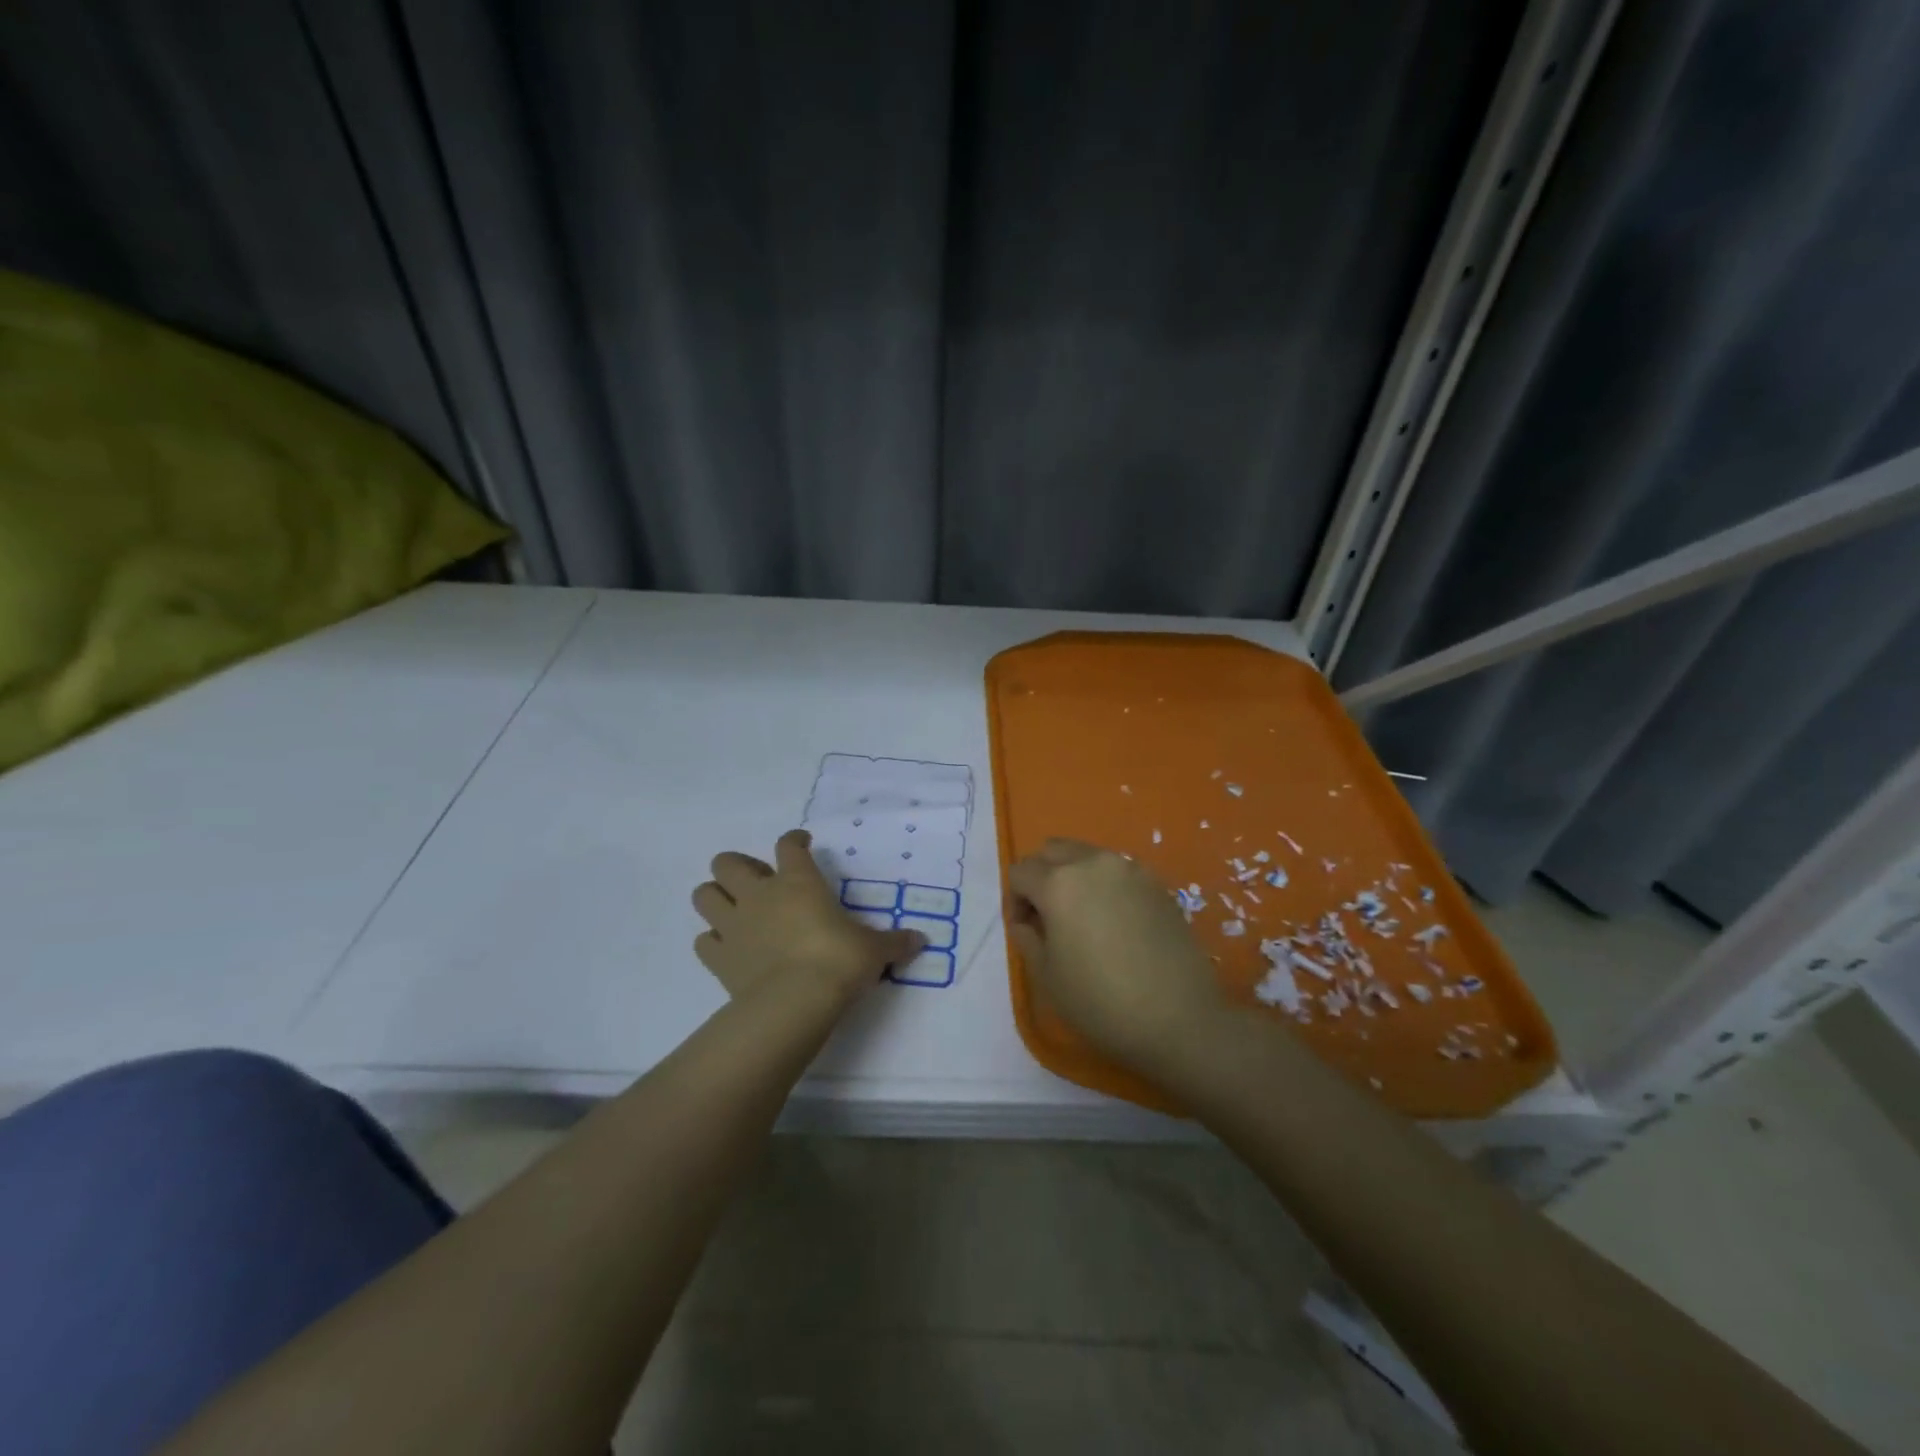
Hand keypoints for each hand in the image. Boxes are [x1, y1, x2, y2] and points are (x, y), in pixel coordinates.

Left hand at [692, 829, 925, 1011]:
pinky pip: (704, 941)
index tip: (802, 843)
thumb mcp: (874, 951)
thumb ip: (895, 942)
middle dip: (738, 866)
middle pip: (727, 863)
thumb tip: (921, 940)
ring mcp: (734, 925)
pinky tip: (729, 948)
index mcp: (798, 882)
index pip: (789, 845)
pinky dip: (713, 941)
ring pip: (704, 895)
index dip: (794, 840)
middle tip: (759, 881)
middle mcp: (760, 895)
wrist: (795, 1002)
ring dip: (716, 897)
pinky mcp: (718, 958)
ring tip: (736, 910)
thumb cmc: (839, 962)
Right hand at [1008, 838, 1230, 1071]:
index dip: (1014, 900)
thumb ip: (1026, 938)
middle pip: (1053, 851)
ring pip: (1087, 856)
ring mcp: (1130, 869)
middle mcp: (1093, 863)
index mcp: (1059, 883)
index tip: (1025, 931)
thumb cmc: (1101, 1002)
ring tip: (1082, 919)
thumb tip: (1027, 920)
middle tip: (1047, 916)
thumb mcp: (1047, 976)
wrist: (1179, 1019)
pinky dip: (1105, 886)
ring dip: (1074, 876)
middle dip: (1041, 876)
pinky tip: (1115, 924)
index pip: (1020, 872)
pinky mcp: (1157, 884)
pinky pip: (1118, 872)